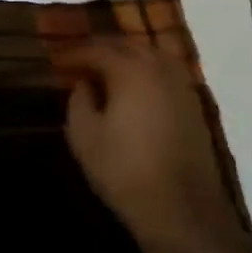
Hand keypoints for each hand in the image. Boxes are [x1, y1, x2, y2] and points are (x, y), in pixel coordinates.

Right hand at [56, 39, 251, 252]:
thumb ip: (79, 101)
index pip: (98, 49)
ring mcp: (182, 86)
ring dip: (128, 57)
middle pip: (129, 46)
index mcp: (131, 71)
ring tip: (107, 69)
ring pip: (152, 56)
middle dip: (103, 48)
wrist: (180, 206)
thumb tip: (84, 83)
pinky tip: (136, 87)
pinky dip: (147, 72)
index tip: (57, 59)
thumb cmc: (124, 170)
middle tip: (80, 59)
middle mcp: (160, 69)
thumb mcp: (85, 137)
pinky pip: (167, 73)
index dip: (75, 53)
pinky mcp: (194, 105)